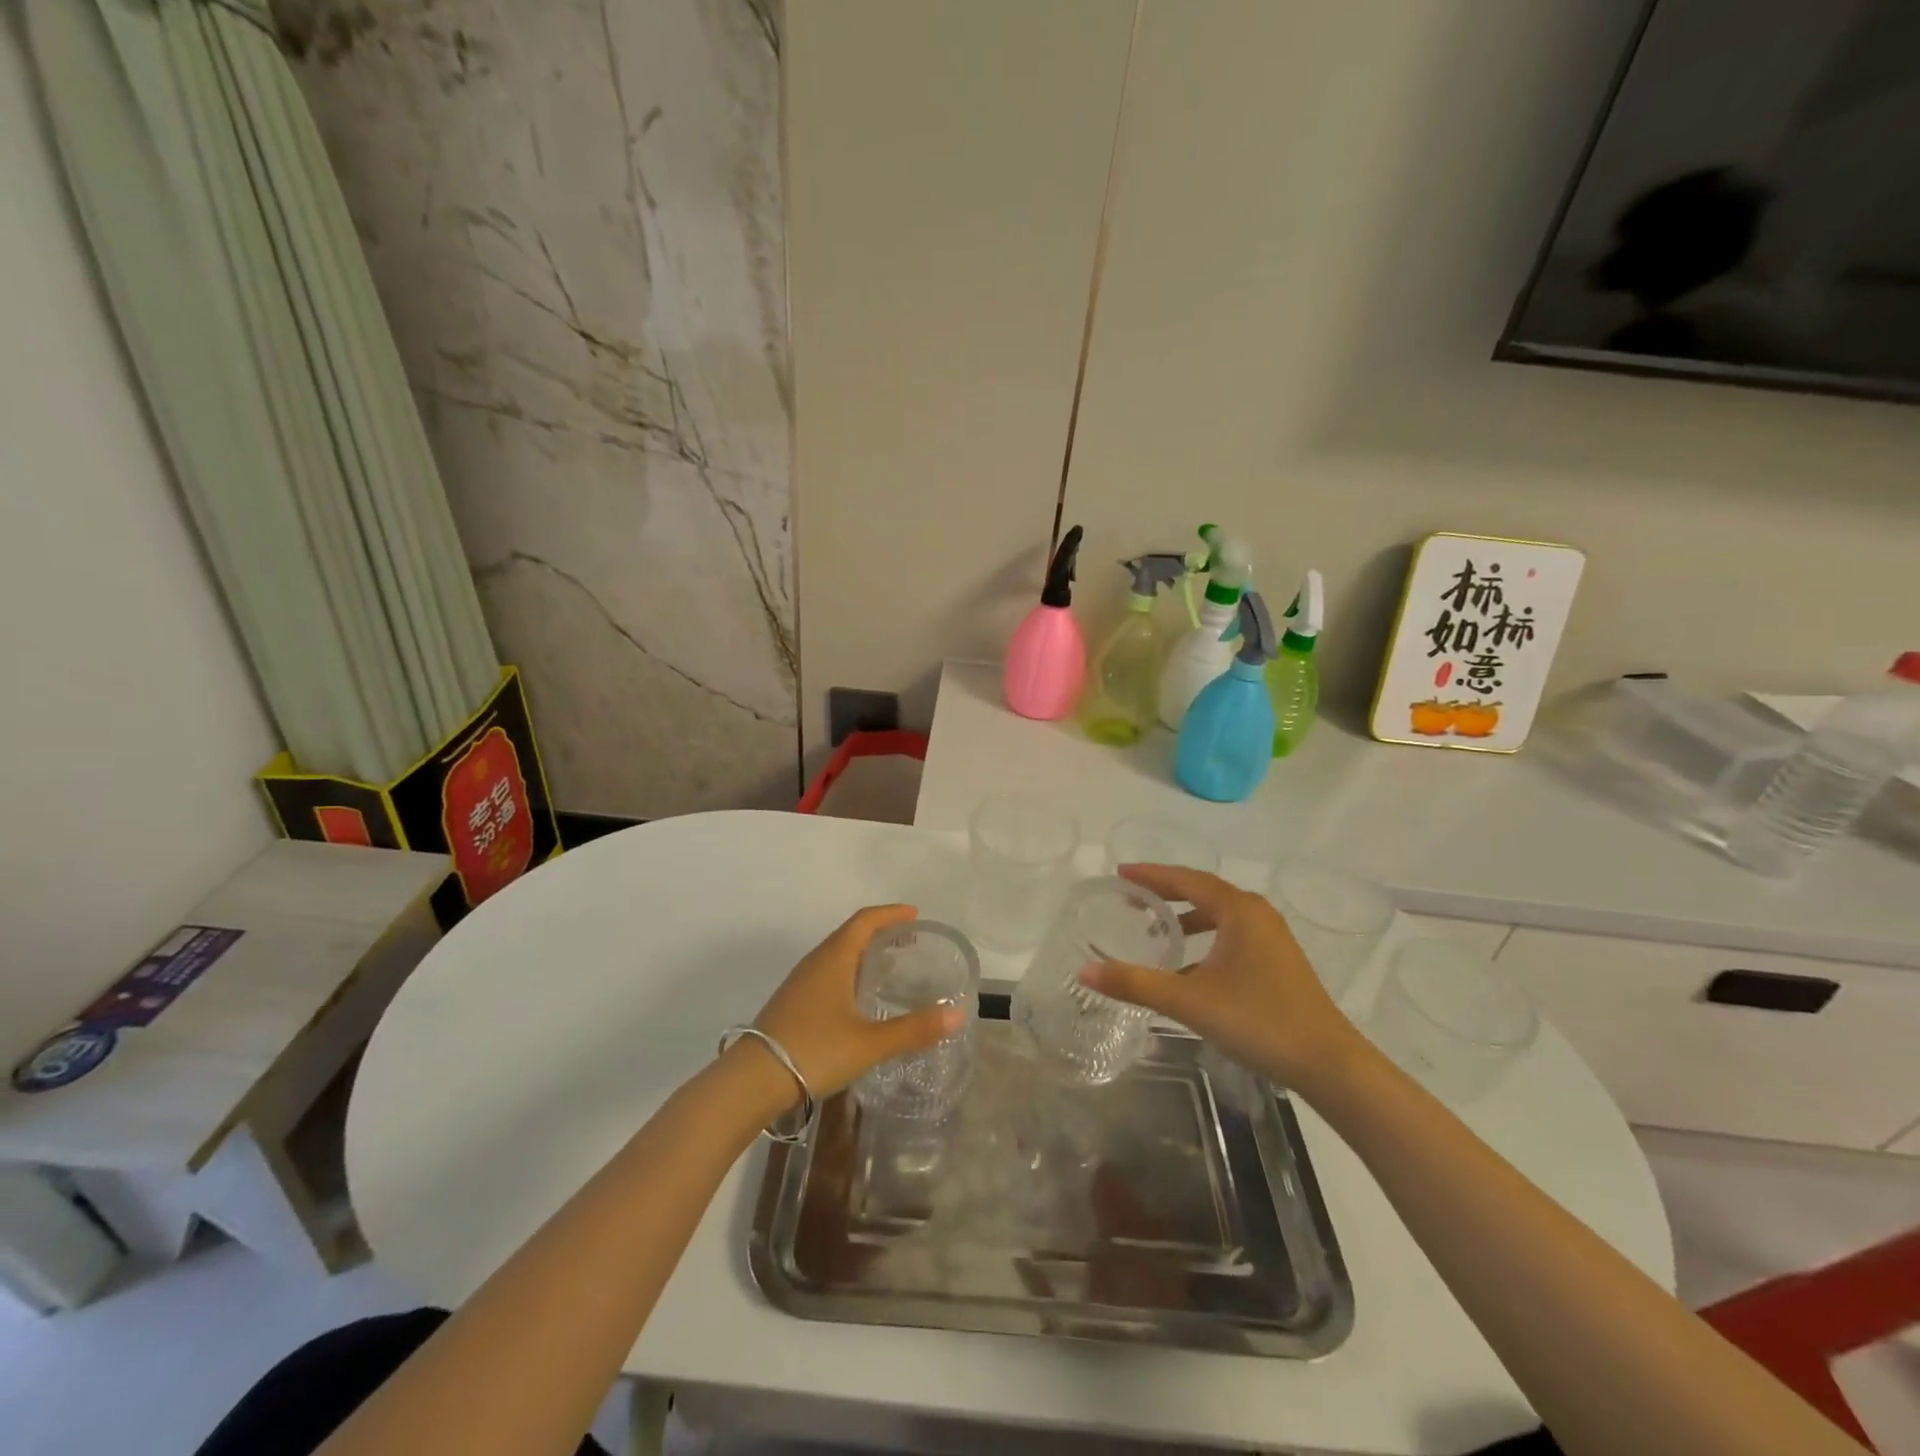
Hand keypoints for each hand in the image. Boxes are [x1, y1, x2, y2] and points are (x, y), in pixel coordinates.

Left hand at [750, 904, 965, 1101]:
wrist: (752, 1081)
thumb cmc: (814, 1050)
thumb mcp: (870, 1043)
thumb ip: (913, 1030)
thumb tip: (957, 1015)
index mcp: (834, 958)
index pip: (865, 921)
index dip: (891, 914)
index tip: (915, 914)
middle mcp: (816, 962)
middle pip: (850, 934)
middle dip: (880, 931)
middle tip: (909, 940)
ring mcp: (800, 982)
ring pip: (837, 954)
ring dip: (863, 952)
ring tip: (888, 966)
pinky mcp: (792, 1003)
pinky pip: (827, 973)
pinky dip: (849, 972)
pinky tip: (857, 998)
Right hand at [1079, 865, 1365, 1091]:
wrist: (1328, 1063)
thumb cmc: (1258, 1020)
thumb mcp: (1190, 1001)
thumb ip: (1136, 984)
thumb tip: (1085, 971)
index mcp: (1238, 910)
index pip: (1186, 879)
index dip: (1151, 875)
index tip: (1120, 873)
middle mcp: (1256, 914)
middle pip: (1202, 891)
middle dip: (1165, 892)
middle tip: (1130, 898)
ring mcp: (1271, 937)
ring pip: (1219, 914)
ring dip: (1185, 917)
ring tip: (1154, 928)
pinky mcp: (1277, 961)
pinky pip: (1231, 934)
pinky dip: (1204, 938)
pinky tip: (1187, 967)